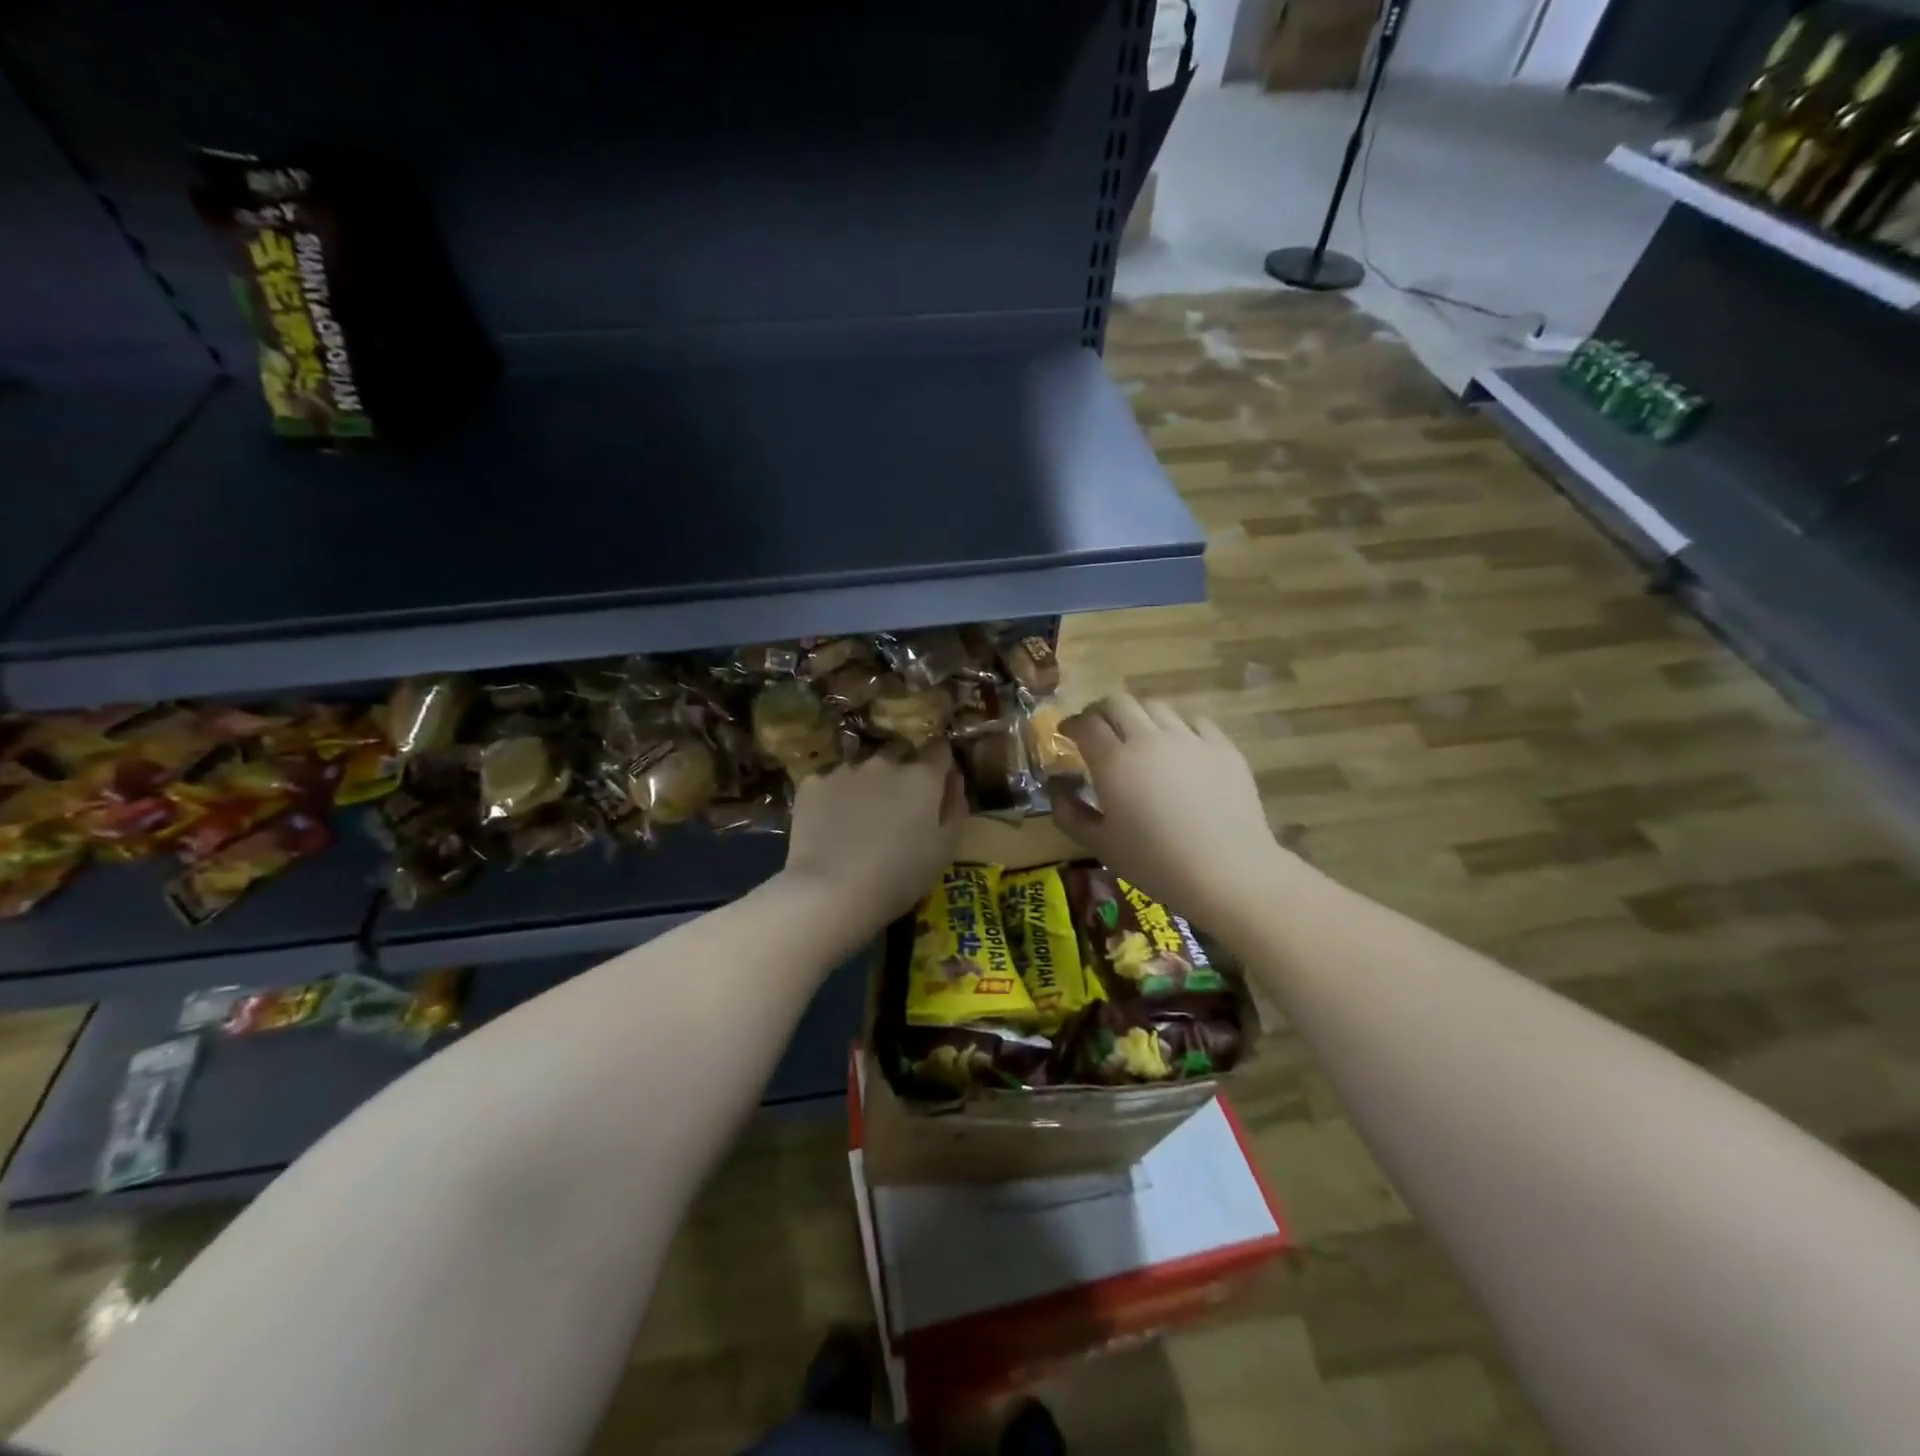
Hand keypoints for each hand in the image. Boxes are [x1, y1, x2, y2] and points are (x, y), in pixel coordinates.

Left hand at [780, 745, 965, 931]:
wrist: (830, 892)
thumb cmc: (899, 876)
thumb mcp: (944, 849)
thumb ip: (955, 806)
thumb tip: (954, 778)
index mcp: (921, 776)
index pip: (940, 748)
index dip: (941, 762)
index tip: (938, 781)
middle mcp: (884, 762)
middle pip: (899, 752)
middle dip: (903, 769)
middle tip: (898, 804)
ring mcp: (845, 770)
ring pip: (862, 766)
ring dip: (868, 782)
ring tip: (860, 816)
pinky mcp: (813, 784)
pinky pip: (830, 782)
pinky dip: (835, 796)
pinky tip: (831, 824)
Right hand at [1052, 694, 1295, 926]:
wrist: (1227, 871)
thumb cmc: (1155, 863)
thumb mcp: (1100, 846)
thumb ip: (1069, 813)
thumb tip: (1056, 787)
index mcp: (1114, 762)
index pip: (1085, 724)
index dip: (1071, 724)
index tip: (1066, 734)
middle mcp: (1148, 739)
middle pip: (1118, 702)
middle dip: (1100, 711)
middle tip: (1097, 729)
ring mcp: (1189, 739)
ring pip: (1156, 707)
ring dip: (1138, 715)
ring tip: (1138, 736)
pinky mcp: (1222, 746)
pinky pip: (1194, 722)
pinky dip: (1178, 728)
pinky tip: (1179, 747)